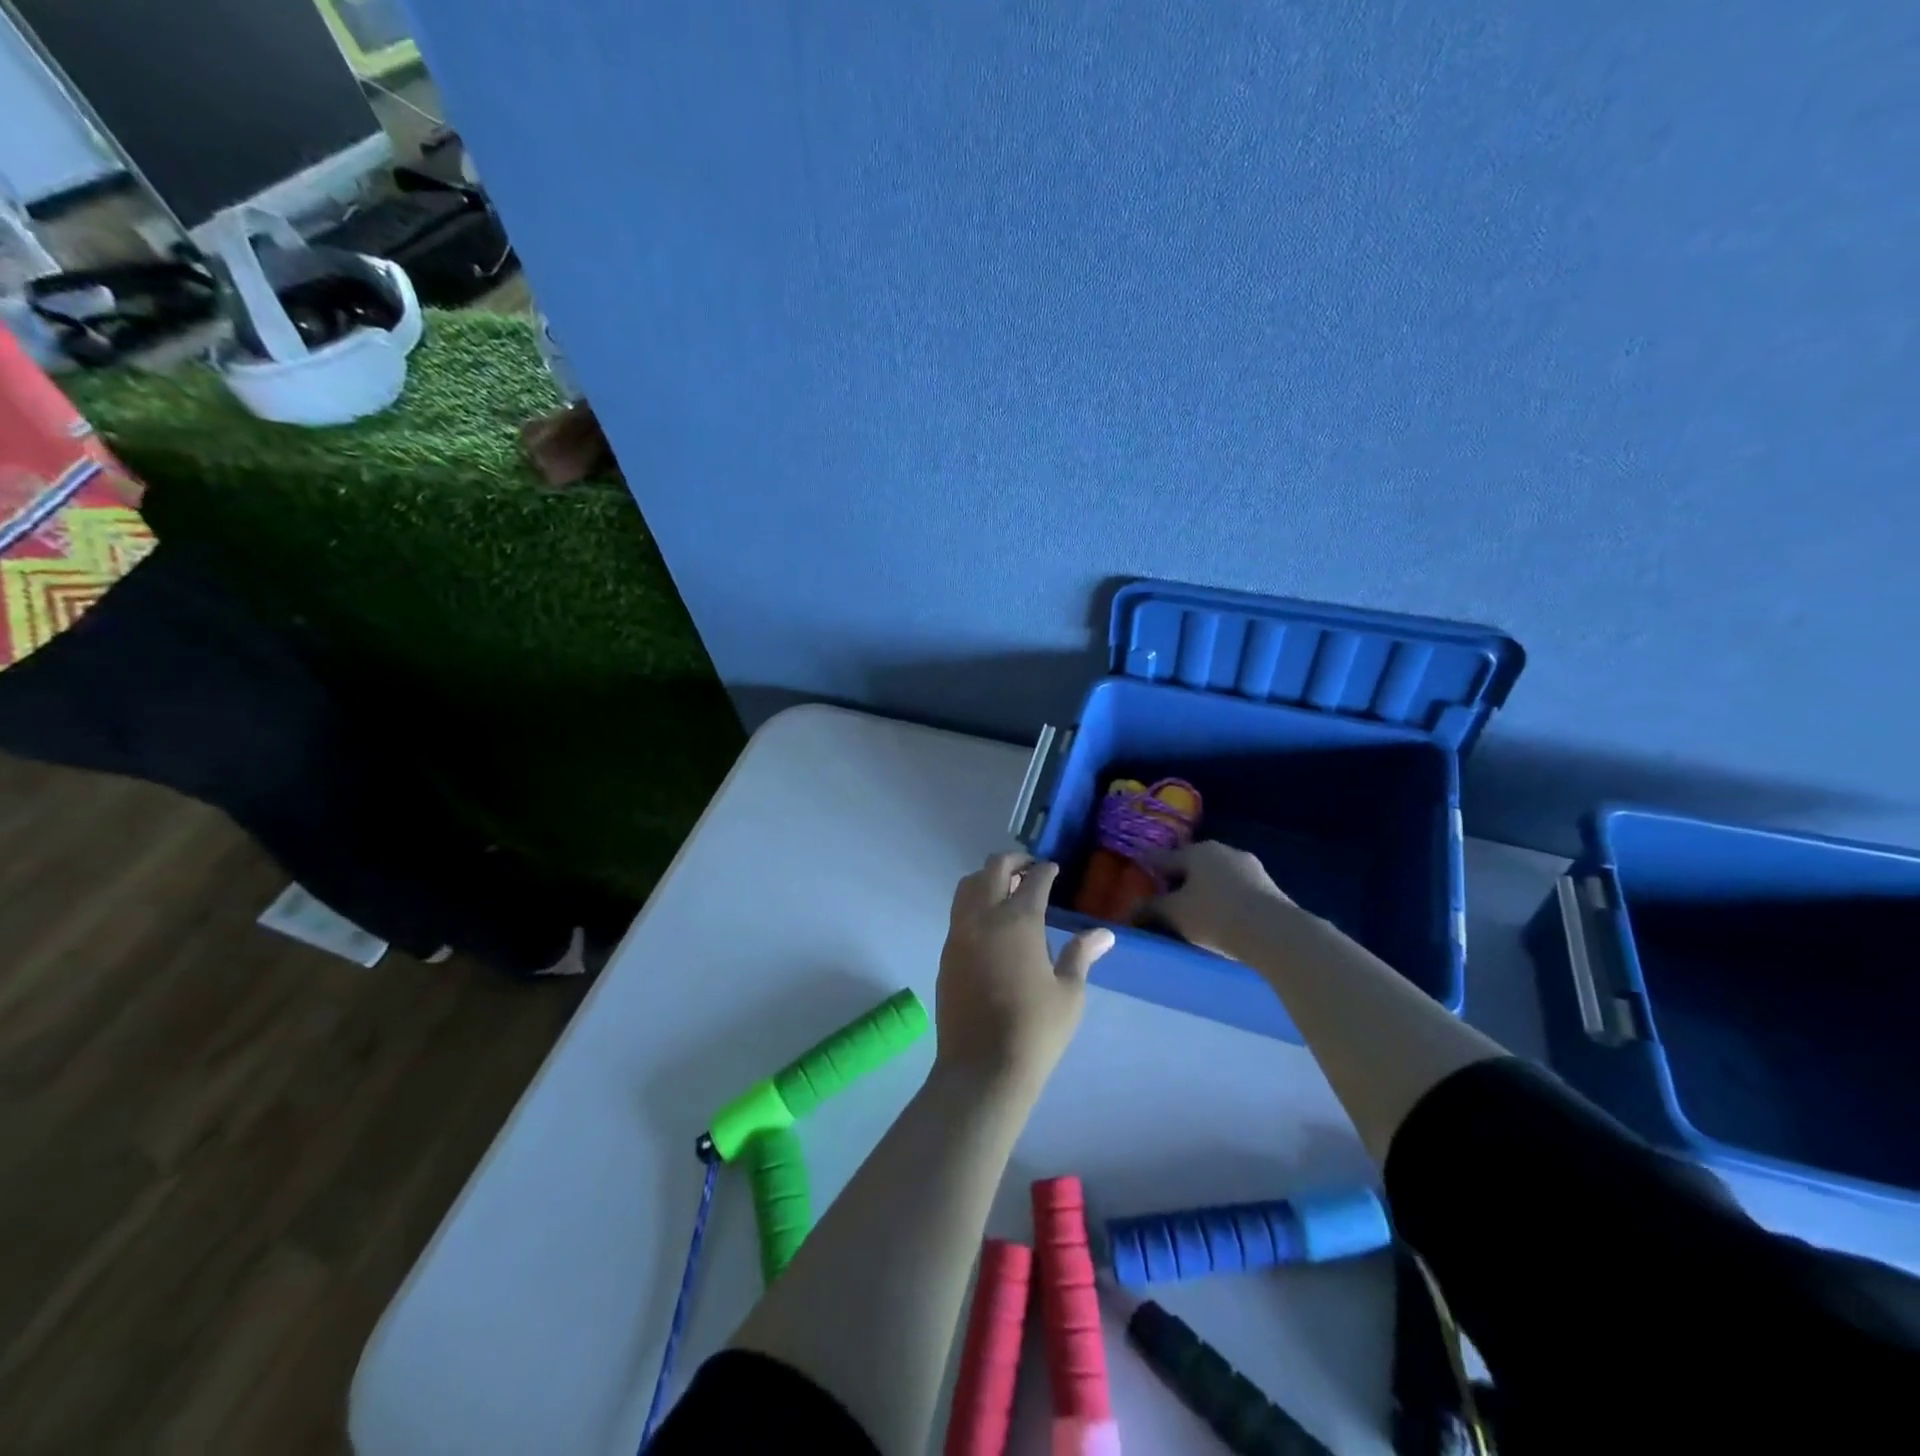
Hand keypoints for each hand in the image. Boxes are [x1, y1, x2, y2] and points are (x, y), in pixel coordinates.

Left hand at [935, 853, 1113, 1092]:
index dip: (1045, 870)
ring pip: (968, 886)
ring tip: (1007, 889)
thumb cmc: (1035, 1030)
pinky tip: (989, 923)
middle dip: (1013, 860)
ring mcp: (960, 933)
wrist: (982, 1067)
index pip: (1033, 880)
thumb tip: (1103, 934)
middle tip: (1029, 867)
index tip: (1053, 869)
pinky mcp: (946, 952)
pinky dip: (974, 902)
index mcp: (1019, 921)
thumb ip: (1081, 955)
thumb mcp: (1069, 993)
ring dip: (987, 878)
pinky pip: (959, 912)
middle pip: (993, 869)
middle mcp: (985, 917)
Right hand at [1147, 841, 1295, 959]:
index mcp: (1196, 851)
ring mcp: (1249, 866)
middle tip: (1166, 900)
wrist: (1275, 933)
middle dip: (1178, 881)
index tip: (1137, 879)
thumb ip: (1151, 908)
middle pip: (1191, 865)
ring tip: (1195, 913)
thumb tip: (1131, 908)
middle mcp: (1222, 851)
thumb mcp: (1175, 914)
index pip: (1162, 858)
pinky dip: (1224, 900)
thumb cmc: (1215, 916)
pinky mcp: (1268, 886)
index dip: (1147, 870)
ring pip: (1215, 877)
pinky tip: (1222, 918)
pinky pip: (1235, 889)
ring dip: (1203, 890)